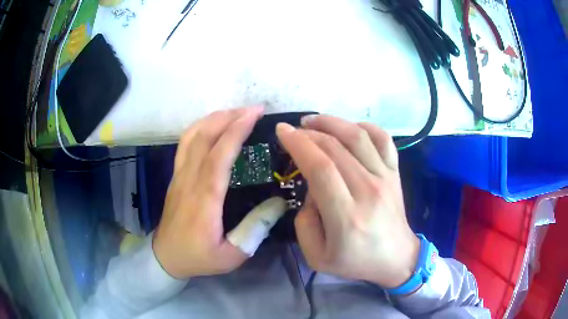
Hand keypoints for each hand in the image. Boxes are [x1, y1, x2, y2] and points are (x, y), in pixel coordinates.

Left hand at [153, 107, 263, 278]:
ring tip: (236, 112)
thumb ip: (255, 230)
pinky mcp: (176, 176)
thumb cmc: (198, 257)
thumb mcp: (232, 255)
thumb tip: (279, 203)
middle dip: (228, 117)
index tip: (254, 114)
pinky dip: (200, 127)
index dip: (236, 131)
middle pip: (203, 138)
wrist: (165, 257)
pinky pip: (185, 144)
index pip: (218, 156)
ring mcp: (179, 175)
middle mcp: (189, 180)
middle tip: (253, 109)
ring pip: (191, 136)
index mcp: (204, 200)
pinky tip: (213, 125)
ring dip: (213, 118)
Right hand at [276, 115, 419, 288]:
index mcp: (346, 217)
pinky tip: (349, 128)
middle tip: (293, 131)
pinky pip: (383, 139)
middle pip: (335, 147)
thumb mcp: (316, 257)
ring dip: (332, 122)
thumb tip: (310, 189)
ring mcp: (385, 178)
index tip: (282, 131)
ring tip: (313, 121)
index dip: (299, 144)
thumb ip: (304, 223)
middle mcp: (368, 191)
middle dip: (308, 133)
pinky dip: (365, 126)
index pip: (320, 168)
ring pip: (358, 136)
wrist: (396, 259)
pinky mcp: (395, 173)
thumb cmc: (355, 262)